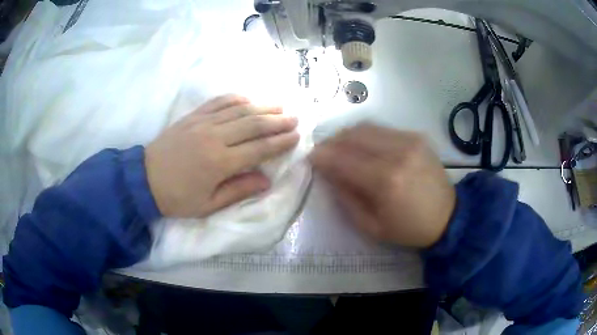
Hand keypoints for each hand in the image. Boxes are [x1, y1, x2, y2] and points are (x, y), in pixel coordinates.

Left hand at [145, 95, 298, 217]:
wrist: (144, 180)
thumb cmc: (177, 198)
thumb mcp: (208, 205)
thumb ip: (238, 191)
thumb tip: (267, 181)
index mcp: (220, 163)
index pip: (259, 149)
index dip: (280, 142)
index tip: (296, 137)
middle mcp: (215, 138)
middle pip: (253, 125)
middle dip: (277, 121)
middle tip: (294, 119)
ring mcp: (203, 123)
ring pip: (239, 110)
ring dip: (262, 107)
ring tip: (279, 107)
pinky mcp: (193, 117)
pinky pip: (218, 102)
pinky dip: (235, 99)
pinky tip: (247, 98)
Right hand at [310, 124, 454, 247]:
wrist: (448, 216)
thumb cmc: (408, 228)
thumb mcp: (371, 226)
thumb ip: (346, 198)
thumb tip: (328, 173)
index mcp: (386, 181)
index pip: (343, 159)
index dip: (323, 156)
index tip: (311, 158)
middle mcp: (398, 153)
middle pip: (353, 136)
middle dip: (332, 142)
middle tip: (323, 152)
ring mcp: (410, 141)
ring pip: (366, 127)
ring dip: (347, 135)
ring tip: (340, 146)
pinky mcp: (417, 136)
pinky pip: (382, 129)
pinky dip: (366, 135)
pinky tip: (363, 146)